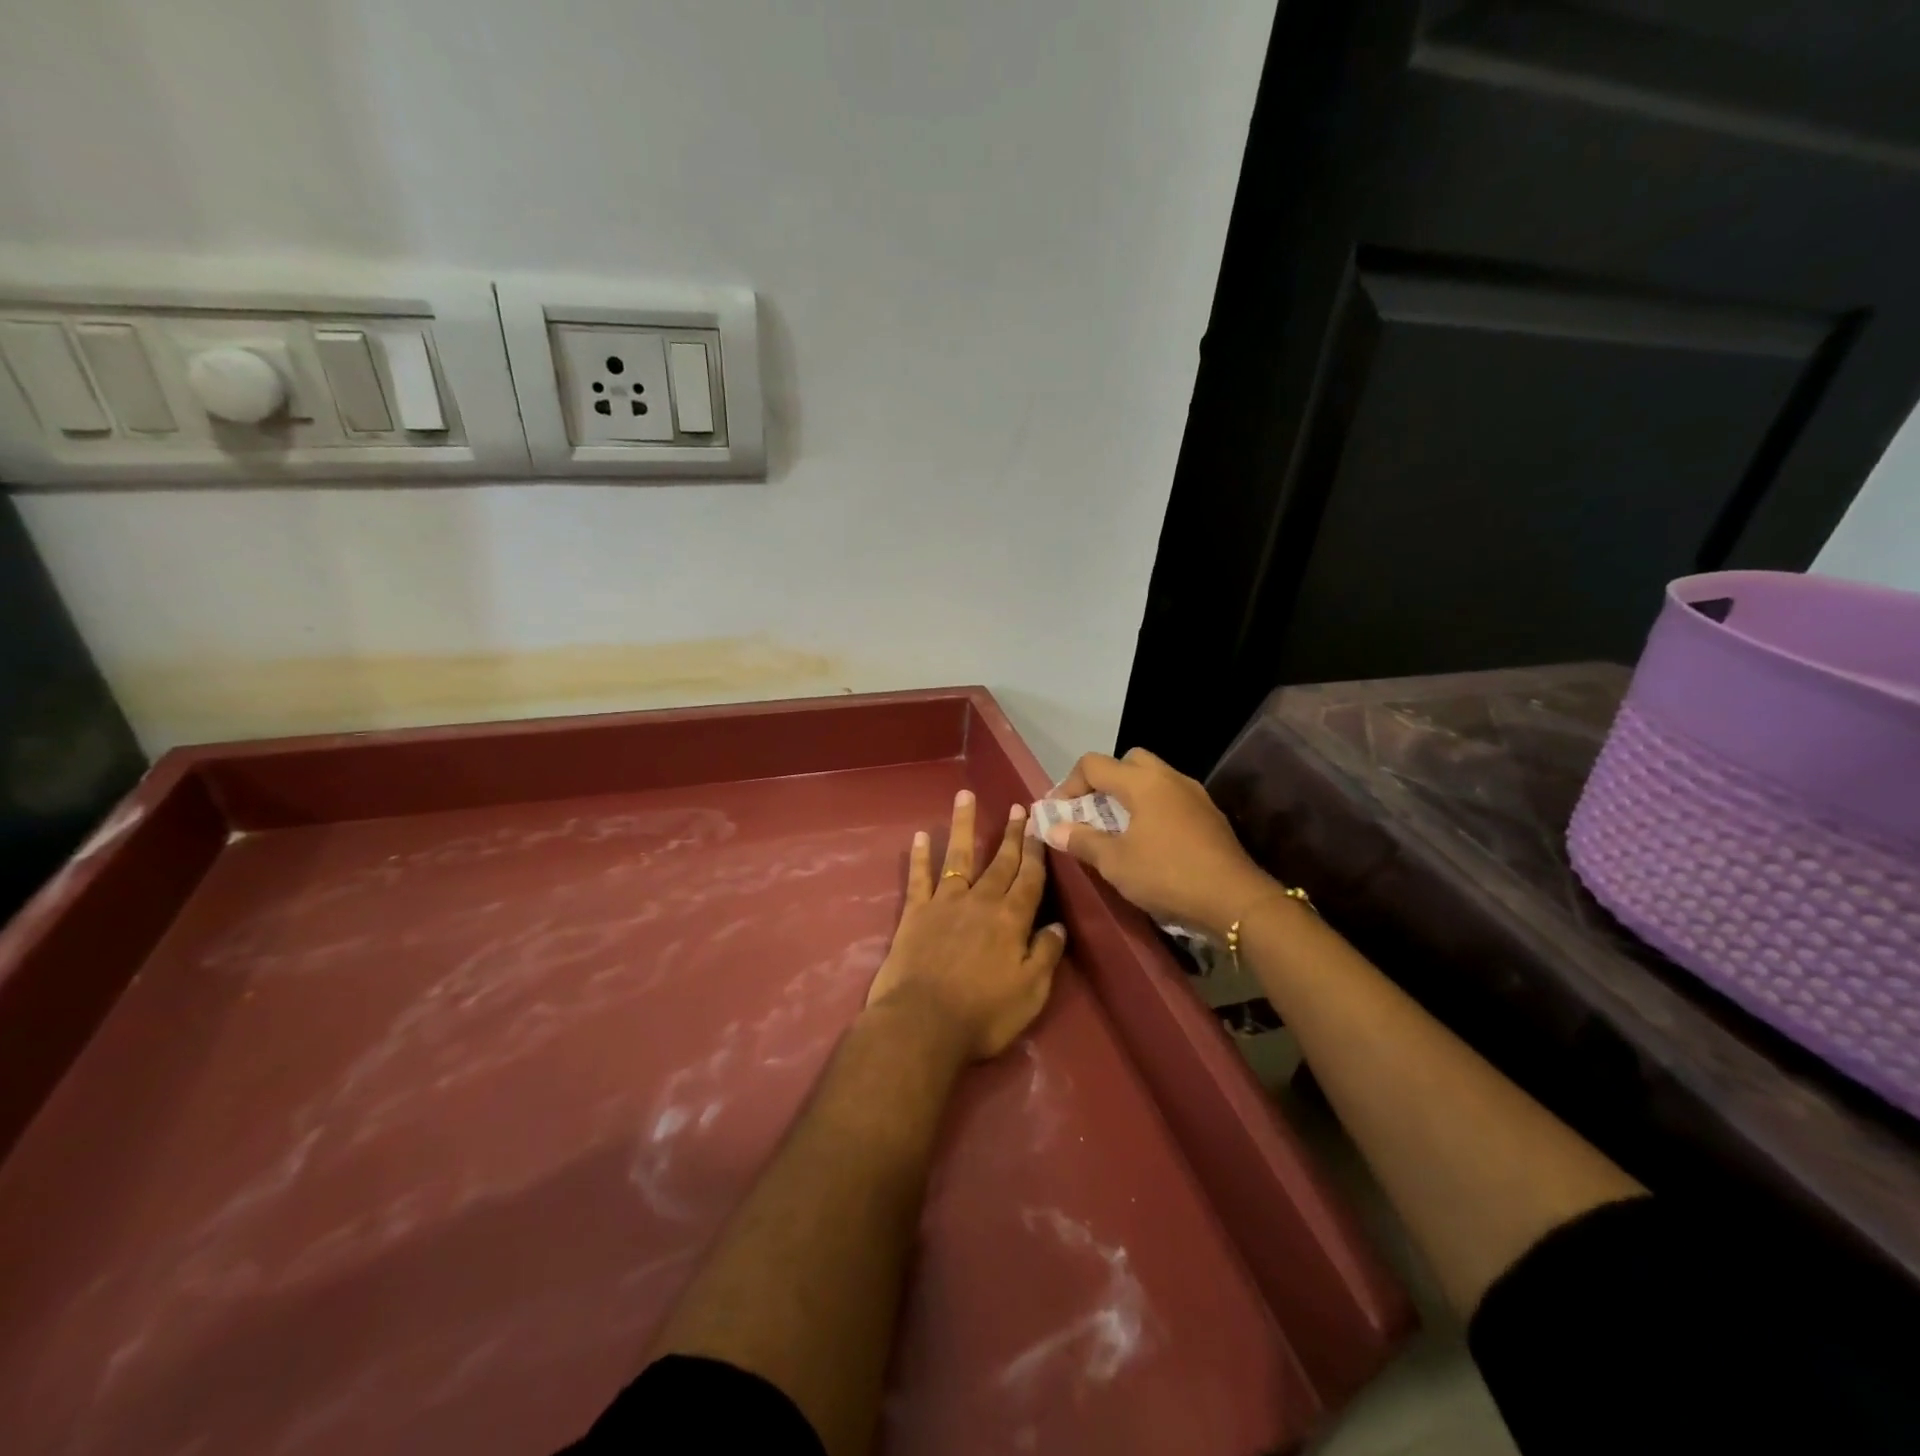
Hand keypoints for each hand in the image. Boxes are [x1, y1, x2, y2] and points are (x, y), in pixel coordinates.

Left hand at [866, 790, 1068, 1061]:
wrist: (922, 1023)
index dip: (1036, 851)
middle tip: (1018, 807)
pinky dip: (919, 856)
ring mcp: (945, 903)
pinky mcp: (915, 913)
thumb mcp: (1031, 992)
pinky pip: (918, 878)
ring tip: (964, 796)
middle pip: (1000, 862)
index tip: (1039, 825)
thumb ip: (1046, 955)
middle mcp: (981, 901)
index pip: (1030, 878)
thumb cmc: (983, 1014)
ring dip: (962, 825)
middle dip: (1011, 834)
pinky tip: (918, 836)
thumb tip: (1057, 925)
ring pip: (957, 856)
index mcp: (1012, 919)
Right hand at [1046, 748, 1276, 937]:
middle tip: (1091, 812)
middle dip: (1104, 781)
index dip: (1069, 784)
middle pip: (1128, 762)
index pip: (1094, 764)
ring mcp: (1194, 795)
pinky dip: (1153, 809)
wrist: (1235, 900)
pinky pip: (1171, 798)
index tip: (1059, 813)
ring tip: (1117, 828)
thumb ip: (1082, 841)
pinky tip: (1149, 841)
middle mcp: (1169, 778)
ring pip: (1153, 778)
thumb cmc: (1167, 875)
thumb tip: (1053, 828)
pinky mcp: (1209, 815)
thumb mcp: (1115, 863)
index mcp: (1142, 782)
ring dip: (1130, 795)